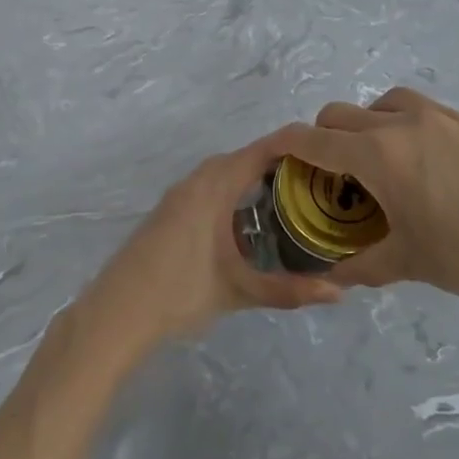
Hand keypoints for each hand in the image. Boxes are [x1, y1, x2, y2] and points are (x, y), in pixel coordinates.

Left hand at [74, 127, 343, 350]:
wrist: (118, 312)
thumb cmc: (180, 293)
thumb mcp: (239, 290)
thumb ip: (289, 290)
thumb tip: (340, 293)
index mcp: (214, 186)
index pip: (262, 150)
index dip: (296, 146)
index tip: (329, 154)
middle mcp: (196, 181)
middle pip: (244, 157)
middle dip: (280, 163)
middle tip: (317, 181)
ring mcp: (178, 195)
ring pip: (223, 172)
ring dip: (253, 177)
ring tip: (291, 197)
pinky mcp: (169, 211)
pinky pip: (209, 186)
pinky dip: (233, 190)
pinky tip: (248, 219)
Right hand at [282, 88, 458, 344]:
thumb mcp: (405, 262)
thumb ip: (358, 264)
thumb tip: (330, 274)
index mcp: (379, 154)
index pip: (315, 138)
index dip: (287, 143)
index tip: (275, 152)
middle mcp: (404, 123)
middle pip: (342, 113)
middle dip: (324, 136)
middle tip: (332, 173)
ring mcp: (442, 116)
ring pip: (384, 102)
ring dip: (367, 123)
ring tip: (380, 160)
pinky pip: (422, 111)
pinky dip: (405, 126)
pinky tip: (425, 164)